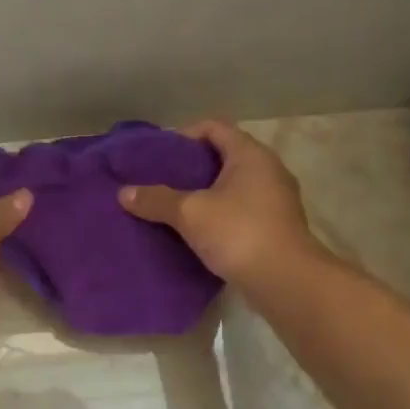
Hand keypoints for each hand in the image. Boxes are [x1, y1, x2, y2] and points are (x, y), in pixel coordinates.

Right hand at [117, 119, 320, 288]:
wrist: (285, 280)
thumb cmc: (238, 233)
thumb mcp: (190, 214)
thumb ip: (157, 200)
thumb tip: (124, 193)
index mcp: (250, 155)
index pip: (214, 127)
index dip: (185, 135)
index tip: (160, 155)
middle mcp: (268, 170)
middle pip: (225, 156)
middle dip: (193, 167)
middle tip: (162, 181)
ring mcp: (276, 199)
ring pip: (234, 185)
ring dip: (207, 193)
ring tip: (176, 207)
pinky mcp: (276, 226)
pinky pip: (242, 209)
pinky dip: (220, 214)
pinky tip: (199, 231)